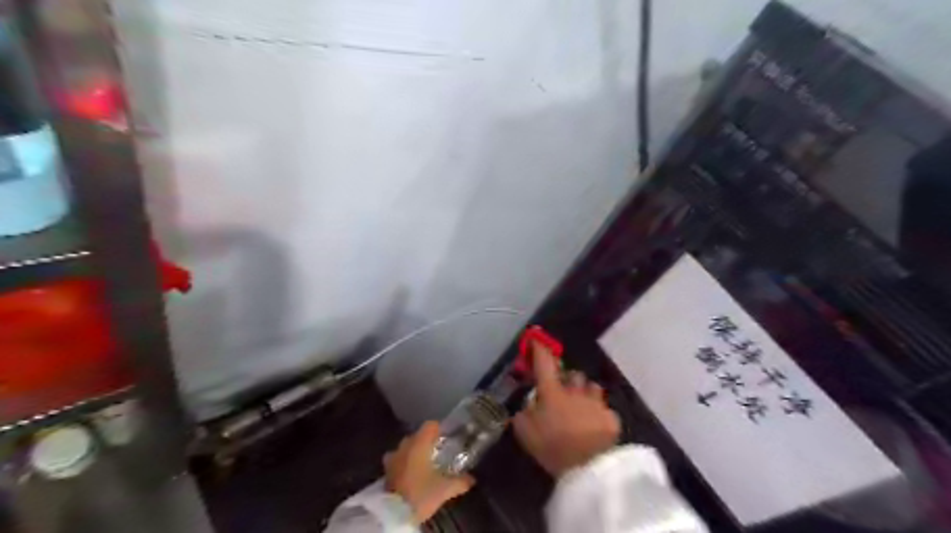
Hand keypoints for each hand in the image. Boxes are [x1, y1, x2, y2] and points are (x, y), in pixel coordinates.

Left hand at [383, 421, 475, 519]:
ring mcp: (392, 458)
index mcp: (419, 444)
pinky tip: (411, 474)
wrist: (393, 514)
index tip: (447, 437)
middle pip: (417, 436)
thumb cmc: (420, 494)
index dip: (439, 429)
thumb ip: (459, 482)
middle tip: (437, 452)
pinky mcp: (385, 471)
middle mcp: (404, 446)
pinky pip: (396, 460)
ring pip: (405, 447)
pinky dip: (403, 463)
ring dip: (413, 452)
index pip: (430, 425)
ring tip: (423, 463)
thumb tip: (471, 479)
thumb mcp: (444, 489)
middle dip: (426, 442)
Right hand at [517, 344, 621, 476]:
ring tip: (582, 408)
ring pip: (591, 387)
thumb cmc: (552, 447)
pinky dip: (599, 414)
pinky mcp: (610, 416)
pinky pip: (604, 408)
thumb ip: (523, 415)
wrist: (588, 467)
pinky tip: (595, 427)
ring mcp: (595, 402)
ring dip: (586, 393)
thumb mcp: (525, 433)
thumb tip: (526, 406)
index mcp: (552, 392)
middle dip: (568, 379)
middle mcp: (575, 391)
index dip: (539, 350)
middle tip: (563, 393)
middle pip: (572, 374)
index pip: (544, 363)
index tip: (537, 340)